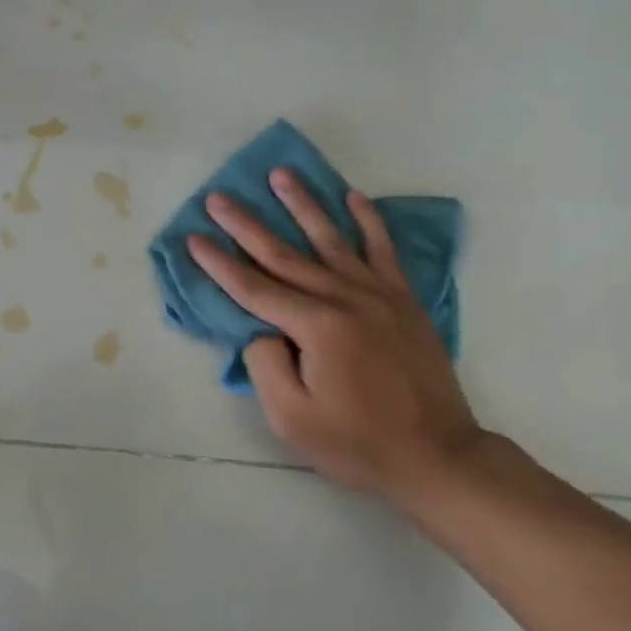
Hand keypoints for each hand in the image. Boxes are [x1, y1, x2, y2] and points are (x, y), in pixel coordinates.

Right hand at [187, 169, 483, 519]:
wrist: (437, 455)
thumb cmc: (358, 443)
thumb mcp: (292, 419)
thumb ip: (266, 365)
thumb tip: (263, 329)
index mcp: (316, 327)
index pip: (254, 288)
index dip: (219, 264)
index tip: (193, 239)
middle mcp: (344, 298)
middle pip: (284, 254)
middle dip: (246, 225)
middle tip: (218, 198)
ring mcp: (378, 294)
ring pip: (331, 238)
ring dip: (303, 204)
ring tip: (281, 175)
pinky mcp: (403, 300)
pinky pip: (382, 249)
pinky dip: (368, 220)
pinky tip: (353, 197)